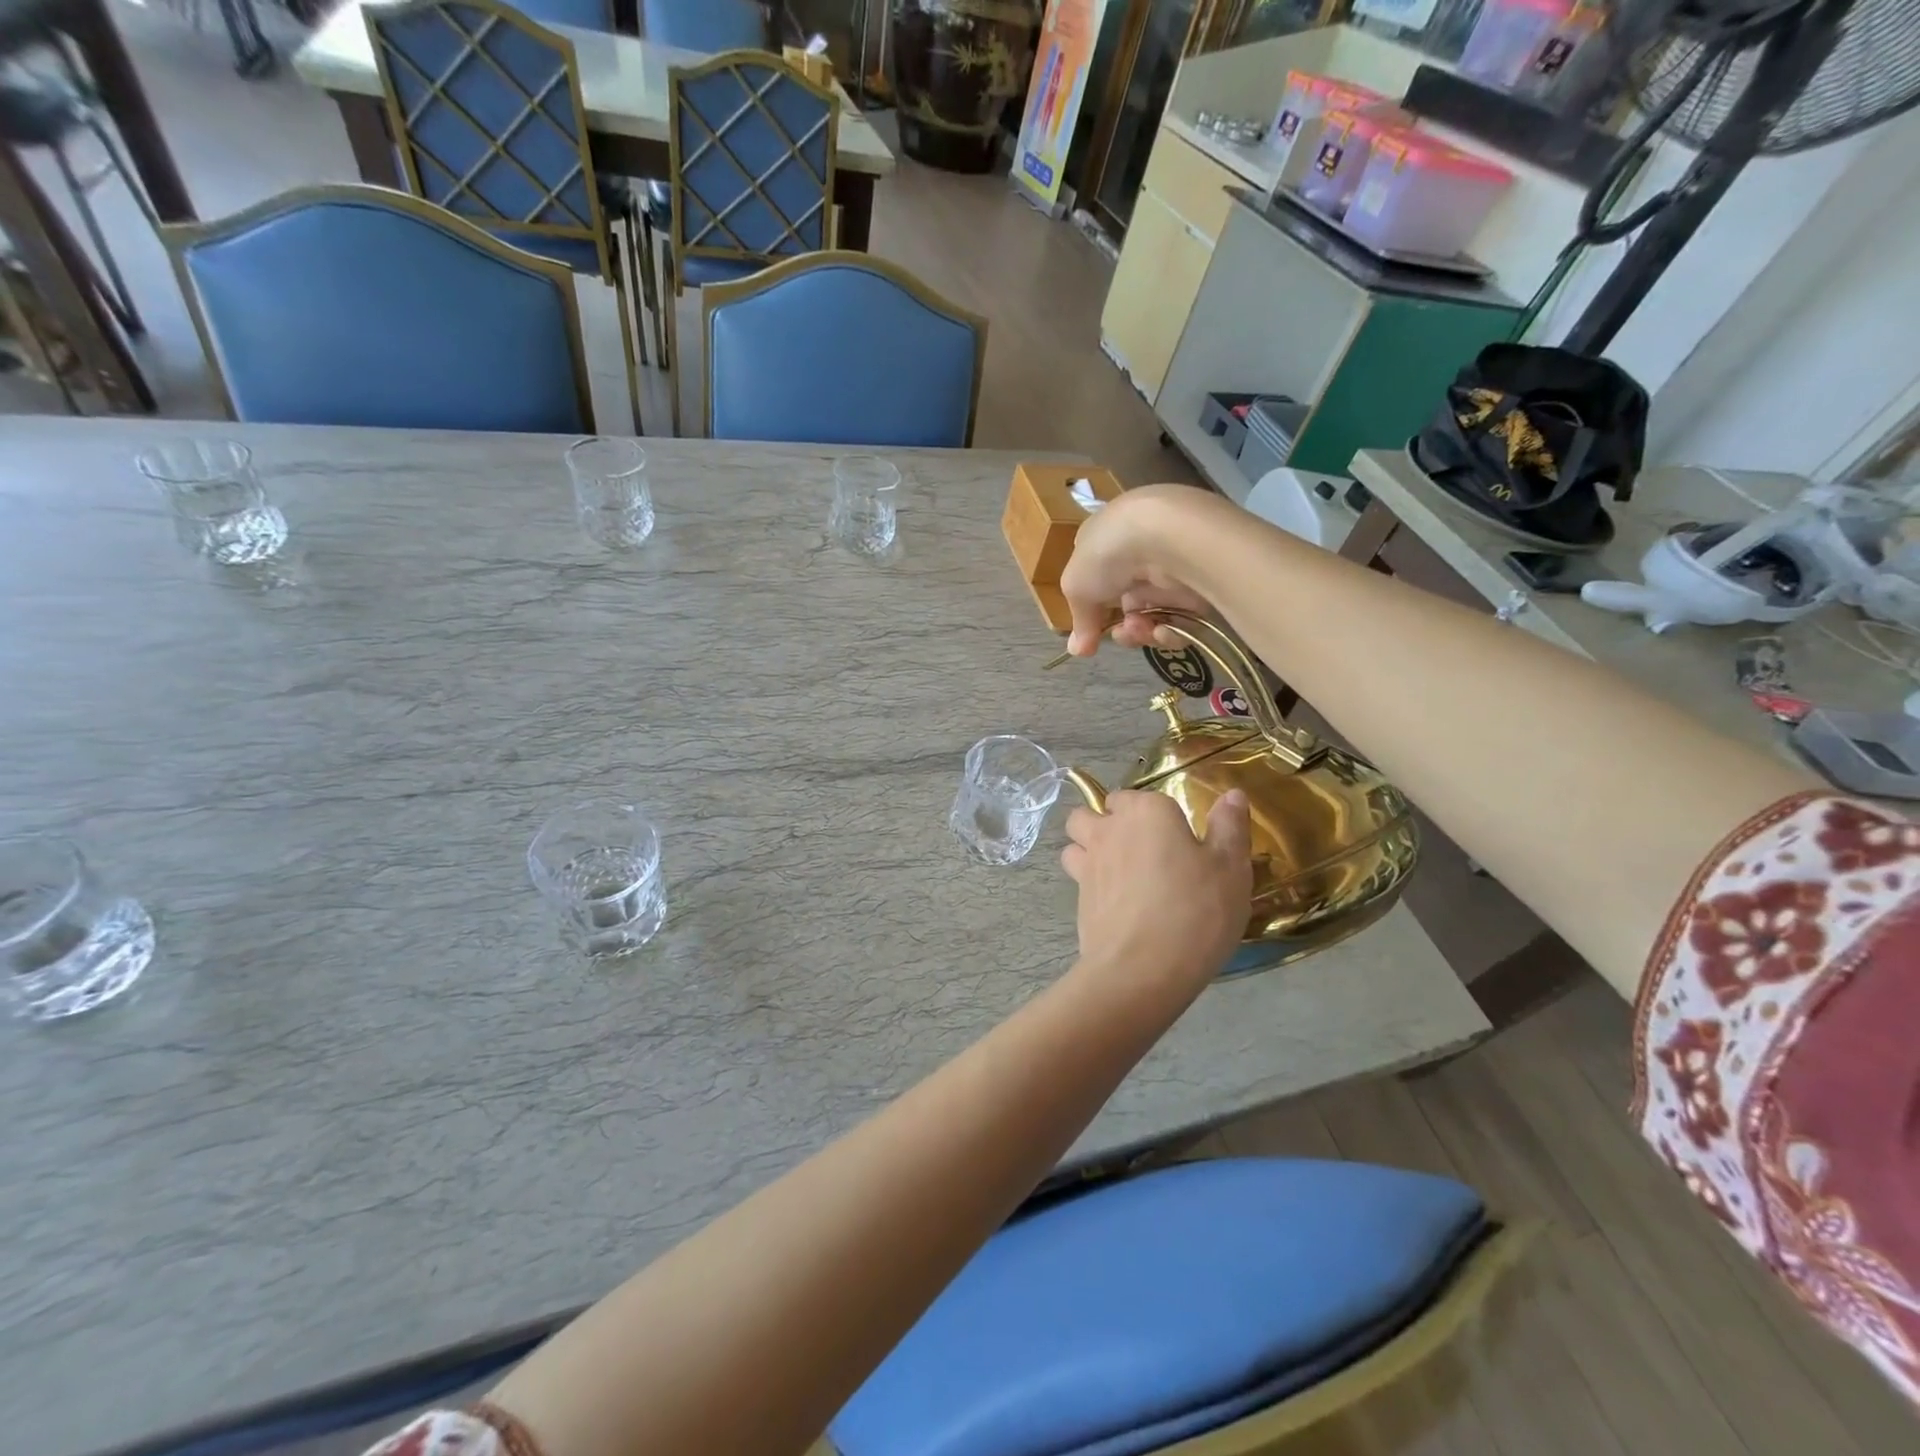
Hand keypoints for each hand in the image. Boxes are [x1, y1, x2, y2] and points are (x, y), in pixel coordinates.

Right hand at [1061, 486, 1218, 657]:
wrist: (1169, 535)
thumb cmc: (1109, 552)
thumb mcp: (1076, 586)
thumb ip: (1079, 621)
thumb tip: (1078, 650)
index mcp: (1108, 538)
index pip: (1099, 577)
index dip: (1094, 607)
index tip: (1091, 629)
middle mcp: (1141, 551)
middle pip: (1127, 604)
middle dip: (1121, 627)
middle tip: (1120, 633)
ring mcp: (1173, 568)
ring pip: (1154, 615)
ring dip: (1142, 632)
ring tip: (1141, 630)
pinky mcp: (1201, 585)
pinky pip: (1182, 619)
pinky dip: (1170, 631)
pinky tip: (1163, 630)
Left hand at [1061, 789, 1252, 1002]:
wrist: (1143, 968)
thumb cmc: (1196, 910)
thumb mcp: (1230, 868)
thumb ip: (1229, 827)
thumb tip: (1231, 794)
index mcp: (1147, 812)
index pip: (1141, 796)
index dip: (1155, 813)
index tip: (1176, 836)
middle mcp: (1109, 829)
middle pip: (1095, 810)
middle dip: (1109, 820)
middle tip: (1142, 848)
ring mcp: (1088, 862)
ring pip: (1075, 839)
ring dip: (1088, 845)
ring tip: (1117, 869)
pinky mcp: (1077, 896)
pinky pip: (1077, 875)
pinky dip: (1089, 880)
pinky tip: (1114, 901)